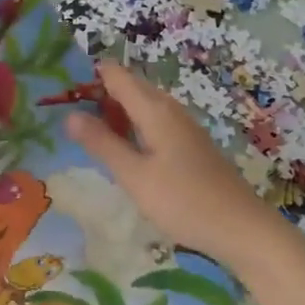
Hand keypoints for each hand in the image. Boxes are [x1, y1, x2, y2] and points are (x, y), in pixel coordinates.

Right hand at [64, 61, 293, 269]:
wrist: (241, 229)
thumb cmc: (183, 201)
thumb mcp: (134, 176)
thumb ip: (102, 143)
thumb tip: (69, 115)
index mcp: (155, 111)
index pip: (118, 76)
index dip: (91, 75)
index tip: (62, 87)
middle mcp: (171, 111)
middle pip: (132, 88)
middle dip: (101, 92)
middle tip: (67, 110)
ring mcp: (184, 128)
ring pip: (144, 106)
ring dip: (116, 111)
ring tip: (88, 128)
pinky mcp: (190, 146)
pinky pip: (154, 122)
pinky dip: (133, 126)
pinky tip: (123, 147)